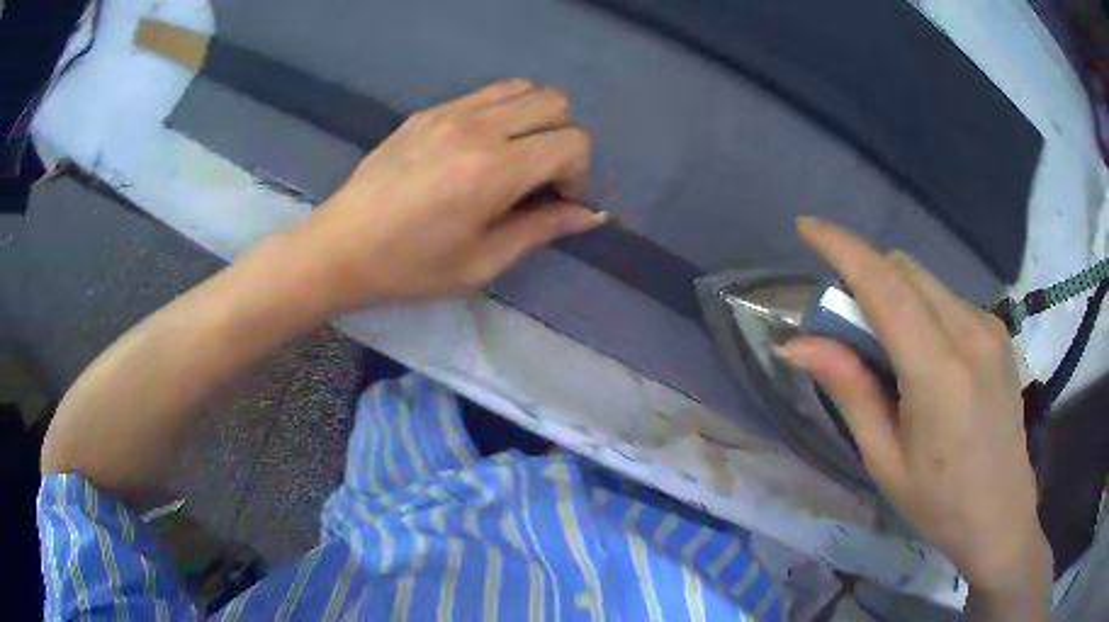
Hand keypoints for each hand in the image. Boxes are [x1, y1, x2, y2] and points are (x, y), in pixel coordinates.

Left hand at [300, 79, 602, 309]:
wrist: (340, 247)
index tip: (556, 202)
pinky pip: (485, 93)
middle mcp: (478, 128)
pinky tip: (479, 148)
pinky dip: (502, 112)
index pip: (572, 141)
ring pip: (523, 88)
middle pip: (554, 102)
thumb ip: (541, 230)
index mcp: (494, 170)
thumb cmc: (410, 267)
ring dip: (534, 119)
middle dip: (563, 139)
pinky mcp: (427, 111)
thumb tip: (588, 215)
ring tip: (514, 157)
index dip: (578, 174)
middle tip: (541, 177)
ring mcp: (449, 112)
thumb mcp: (481, 263)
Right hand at [778, 218, 1050, 606]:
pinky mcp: (998, 331)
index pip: (885, 287)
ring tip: (884, 349)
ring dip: (892, 293)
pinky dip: (920, 307)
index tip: (806, 227)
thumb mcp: (885, 459)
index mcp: (939, 372)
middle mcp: (969, 332)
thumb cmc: (939, 501)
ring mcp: (989, 327)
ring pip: (926, 281)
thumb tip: (799, 344)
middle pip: (904, 271)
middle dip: (865, 277)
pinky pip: (946, 298)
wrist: (1001, 512)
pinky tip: (921, 355)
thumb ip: (849, 391)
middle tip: (843, 325)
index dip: (843, 248)